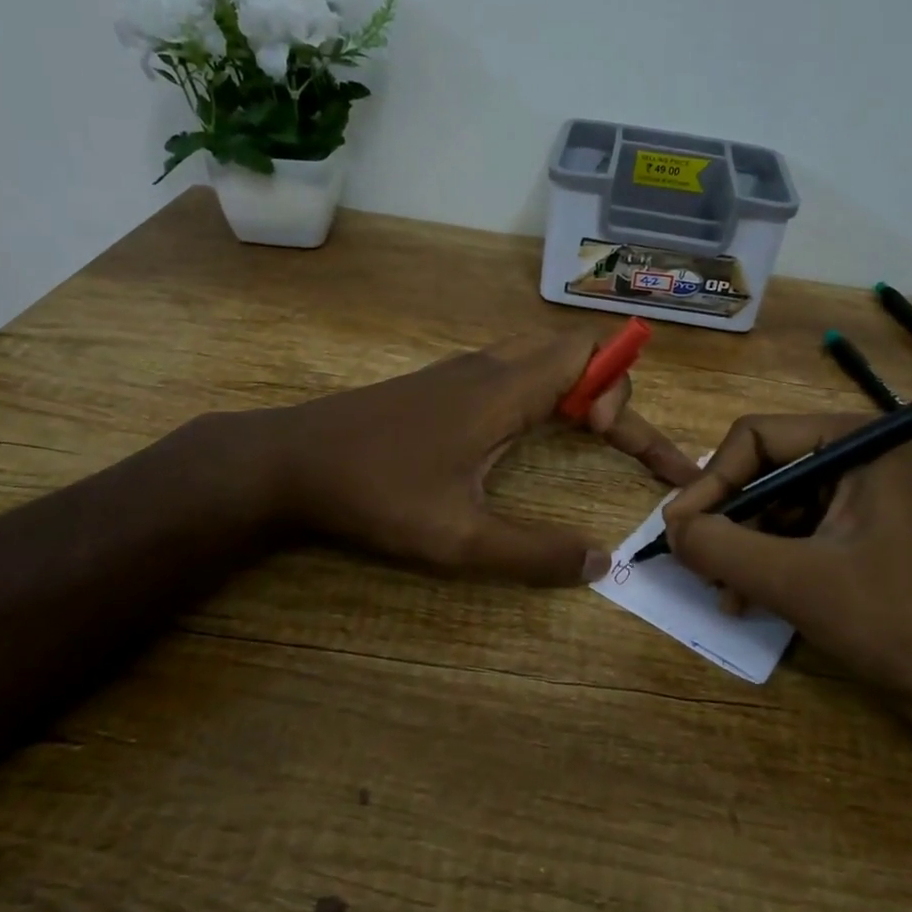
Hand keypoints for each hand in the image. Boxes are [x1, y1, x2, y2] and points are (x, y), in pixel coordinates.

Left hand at [262, 329, 700, 585]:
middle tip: (616, 442)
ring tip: (589, 437)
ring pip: (540, 357)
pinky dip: (543, 391)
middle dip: (610, 389)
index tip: (614, 443)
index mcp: (504, 390)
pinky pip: (512, 370)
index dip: (622, 392)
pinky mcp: (440, 385)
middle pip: (572, 349)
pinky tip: (529, 434)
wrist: (289, 461)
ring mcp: (460, 372)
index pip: (590, 356)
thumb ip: (535, 553)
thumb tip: (601, 562)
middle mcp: (488, 367)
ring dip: (576, 389)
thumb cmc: (375, 494)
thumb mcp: (459, 539)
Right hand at [662, 415, 911, 712]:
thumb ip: (721, 547)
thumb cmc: (903, 621)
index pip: (757, 438)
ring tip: (720, 592)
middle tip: (693, 562)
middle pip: (768, 474)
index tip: (677, 530)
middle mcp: (867, 464)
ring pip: (783, 512)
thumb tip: (670, 529)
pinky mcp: (876, 548)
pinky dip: (774, 567)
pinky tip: (750, 602)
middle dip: (728, 520)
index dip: (710, 481)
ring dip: (746, 549)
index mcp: (860, 445)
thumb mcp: (797, 581)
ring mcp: (875, 507)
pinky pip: (807, 541)